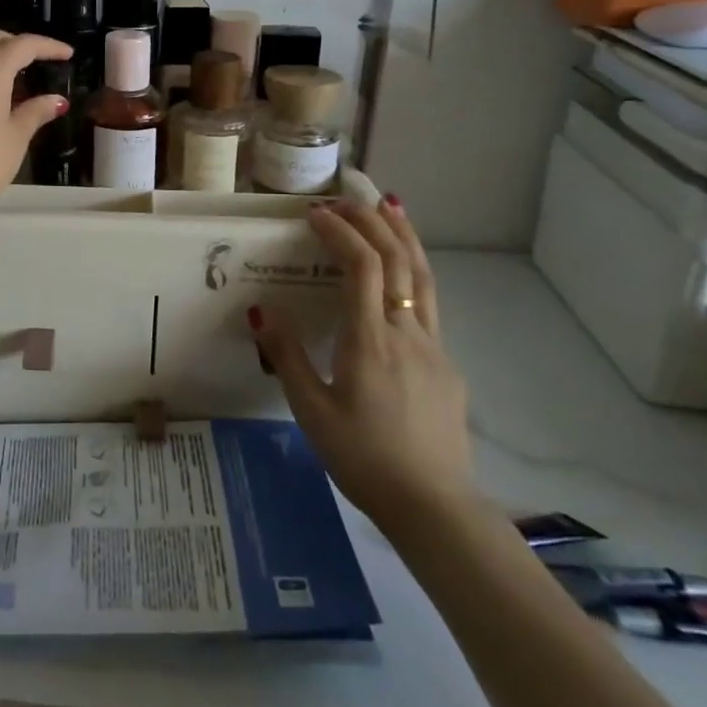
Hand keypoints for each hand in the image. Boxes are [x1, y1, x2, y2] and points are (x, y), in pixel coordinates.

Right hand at [250, 196, 474, 534]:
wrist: (435, 507)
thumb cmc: (364, 458)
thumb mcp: (311, 411)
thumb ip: (287, 357)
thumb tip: (260, 310)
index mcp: (371, 340)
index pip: (362, 266)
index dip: (341, 231)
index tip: (316, 214)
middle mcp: (407, 331)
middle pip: (398, 259)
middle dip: (373, 221)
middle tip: (347, 199)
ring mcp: (433, 346)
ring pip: (424, 276)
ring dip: (405, 236)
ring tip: (391, 206)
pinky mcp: (447, 364)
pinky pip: (430, 302)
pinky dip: (415, 270)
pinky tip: (403, 273)